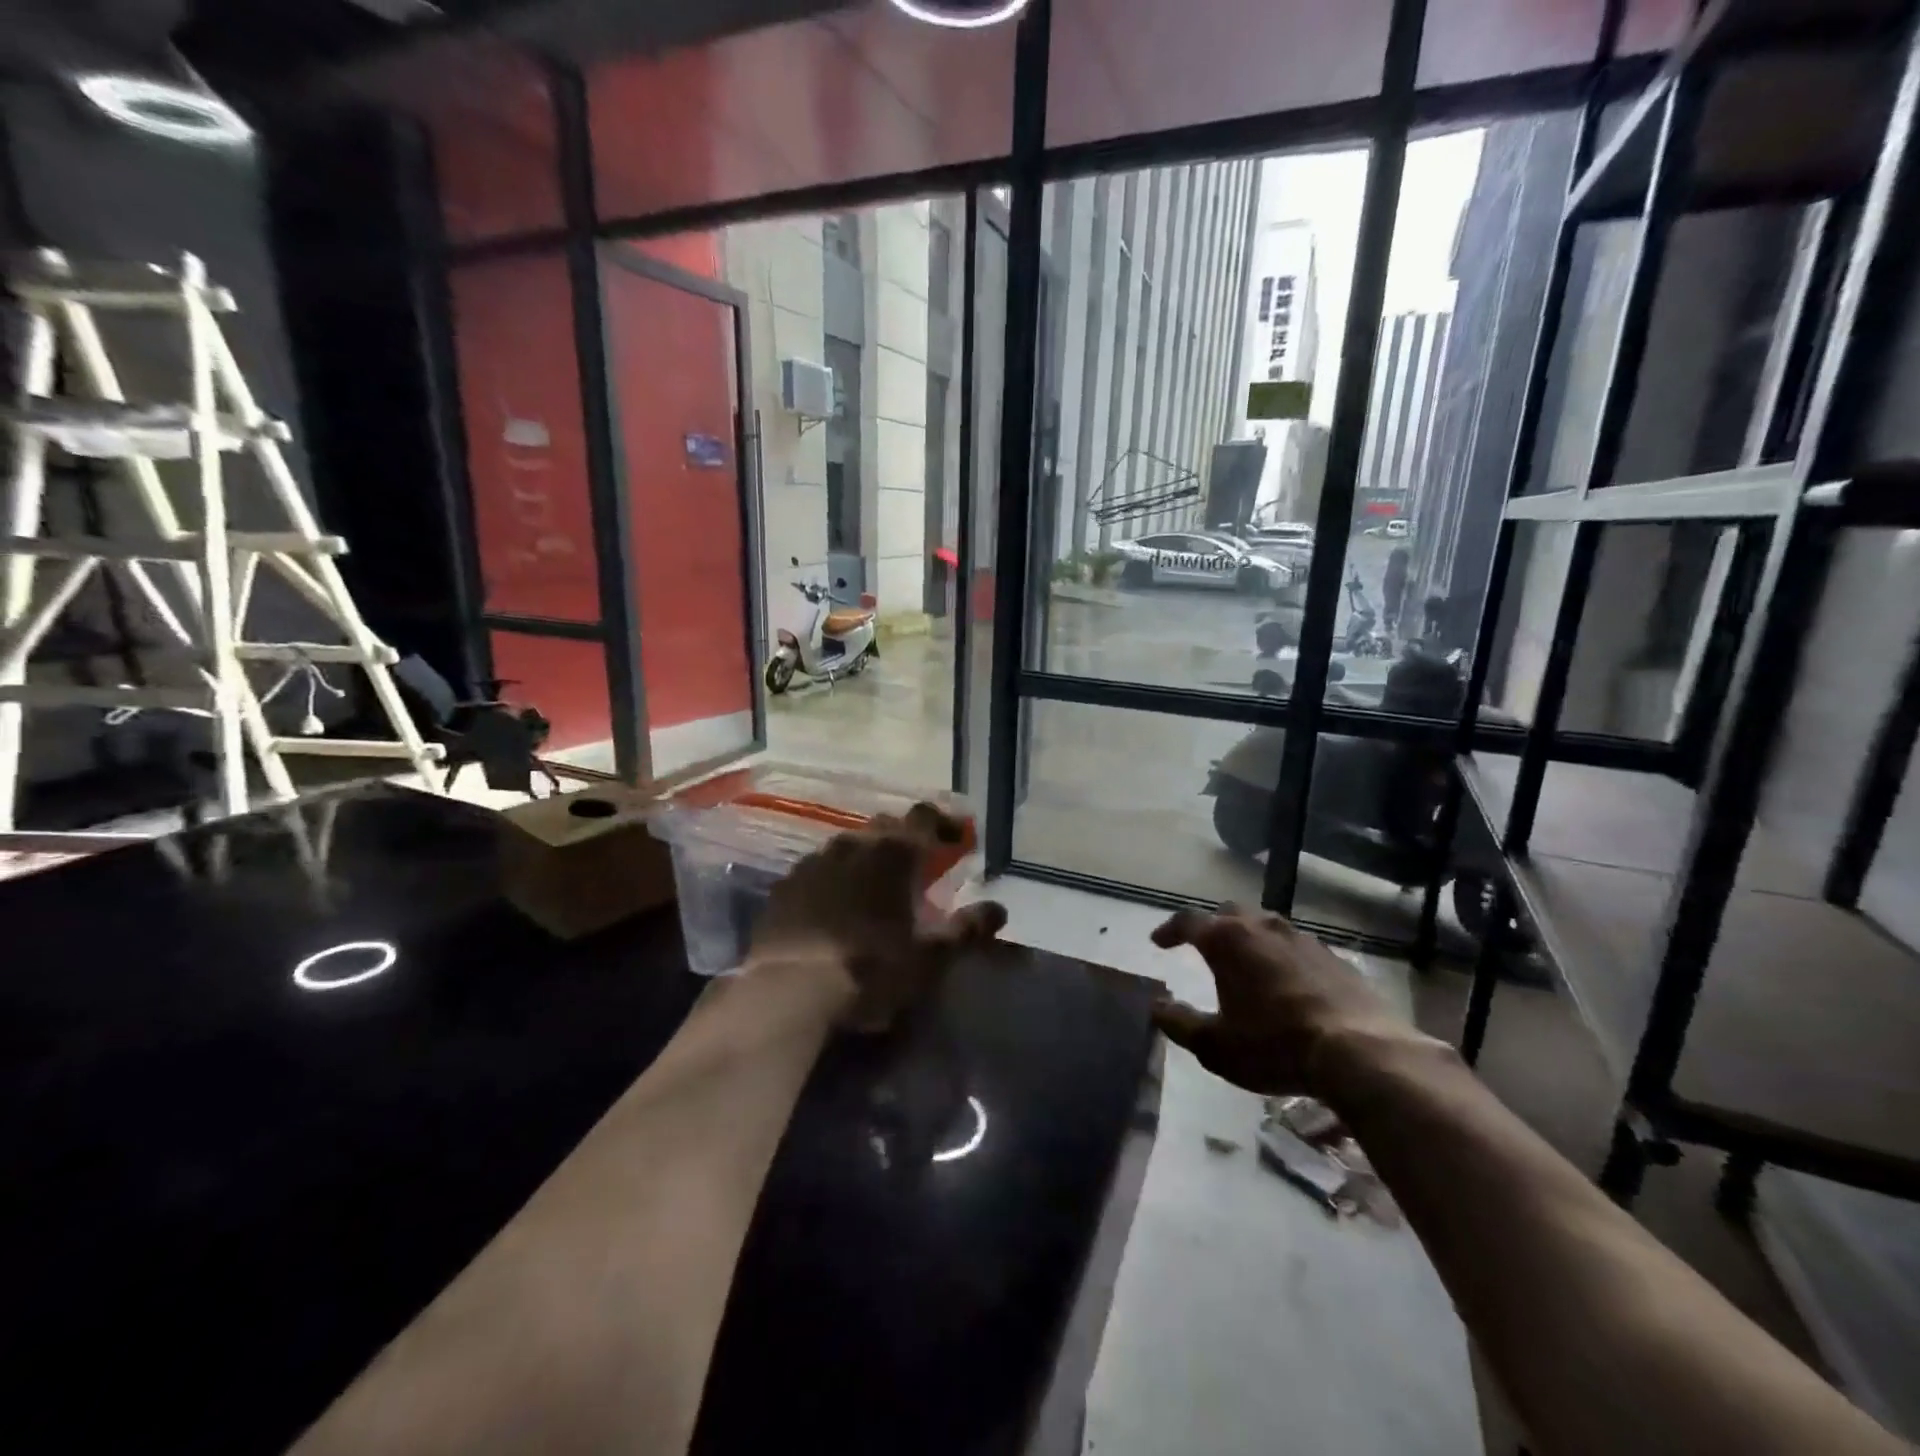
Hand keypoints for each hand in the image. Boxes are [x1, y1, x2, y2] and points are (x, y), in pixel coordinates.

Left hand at [752, 802, 1006, 1030]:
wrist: (785, 992)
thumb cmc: (869, 970)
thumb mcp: (929, 959)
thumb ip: (966, 930)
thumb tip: (999, 909)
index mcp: (893, 853)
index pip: (925, 817)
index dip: (946, 823)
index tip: (960, 841)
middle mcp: (853, 844)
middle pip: (886, 827)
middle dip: (906, 840)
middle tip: (920, 866)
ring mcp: (813, 862)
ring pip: (849, 845)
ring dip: (868, 858)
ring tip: (876, 888)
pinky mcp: (785, 885)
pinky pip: (818, 869)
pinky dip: (835, 879)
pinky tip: (835, 906)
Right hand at [1152, 905, 1430, 1096]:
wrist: (1360, 1052)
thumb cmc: (1274, 1045)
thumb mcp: (1214, 1045)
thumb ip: (1178, 1022)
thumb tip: (1156, 1006)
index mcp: (1227, 940)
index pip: (1188, 921)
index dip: (1169, 930)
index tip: (1158, 942)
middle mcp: (1263, 928)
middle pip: (1230, 914)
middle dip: (1212, 926)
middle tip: (1203, 946)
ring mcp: (1303, 940)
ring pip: (1267, 926)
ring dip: (1250, 939)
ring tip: (1246, 962)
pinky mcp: (1335, 959)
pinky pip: (1297, 948)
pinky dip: (1282, 957)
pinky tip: (1287, 982)